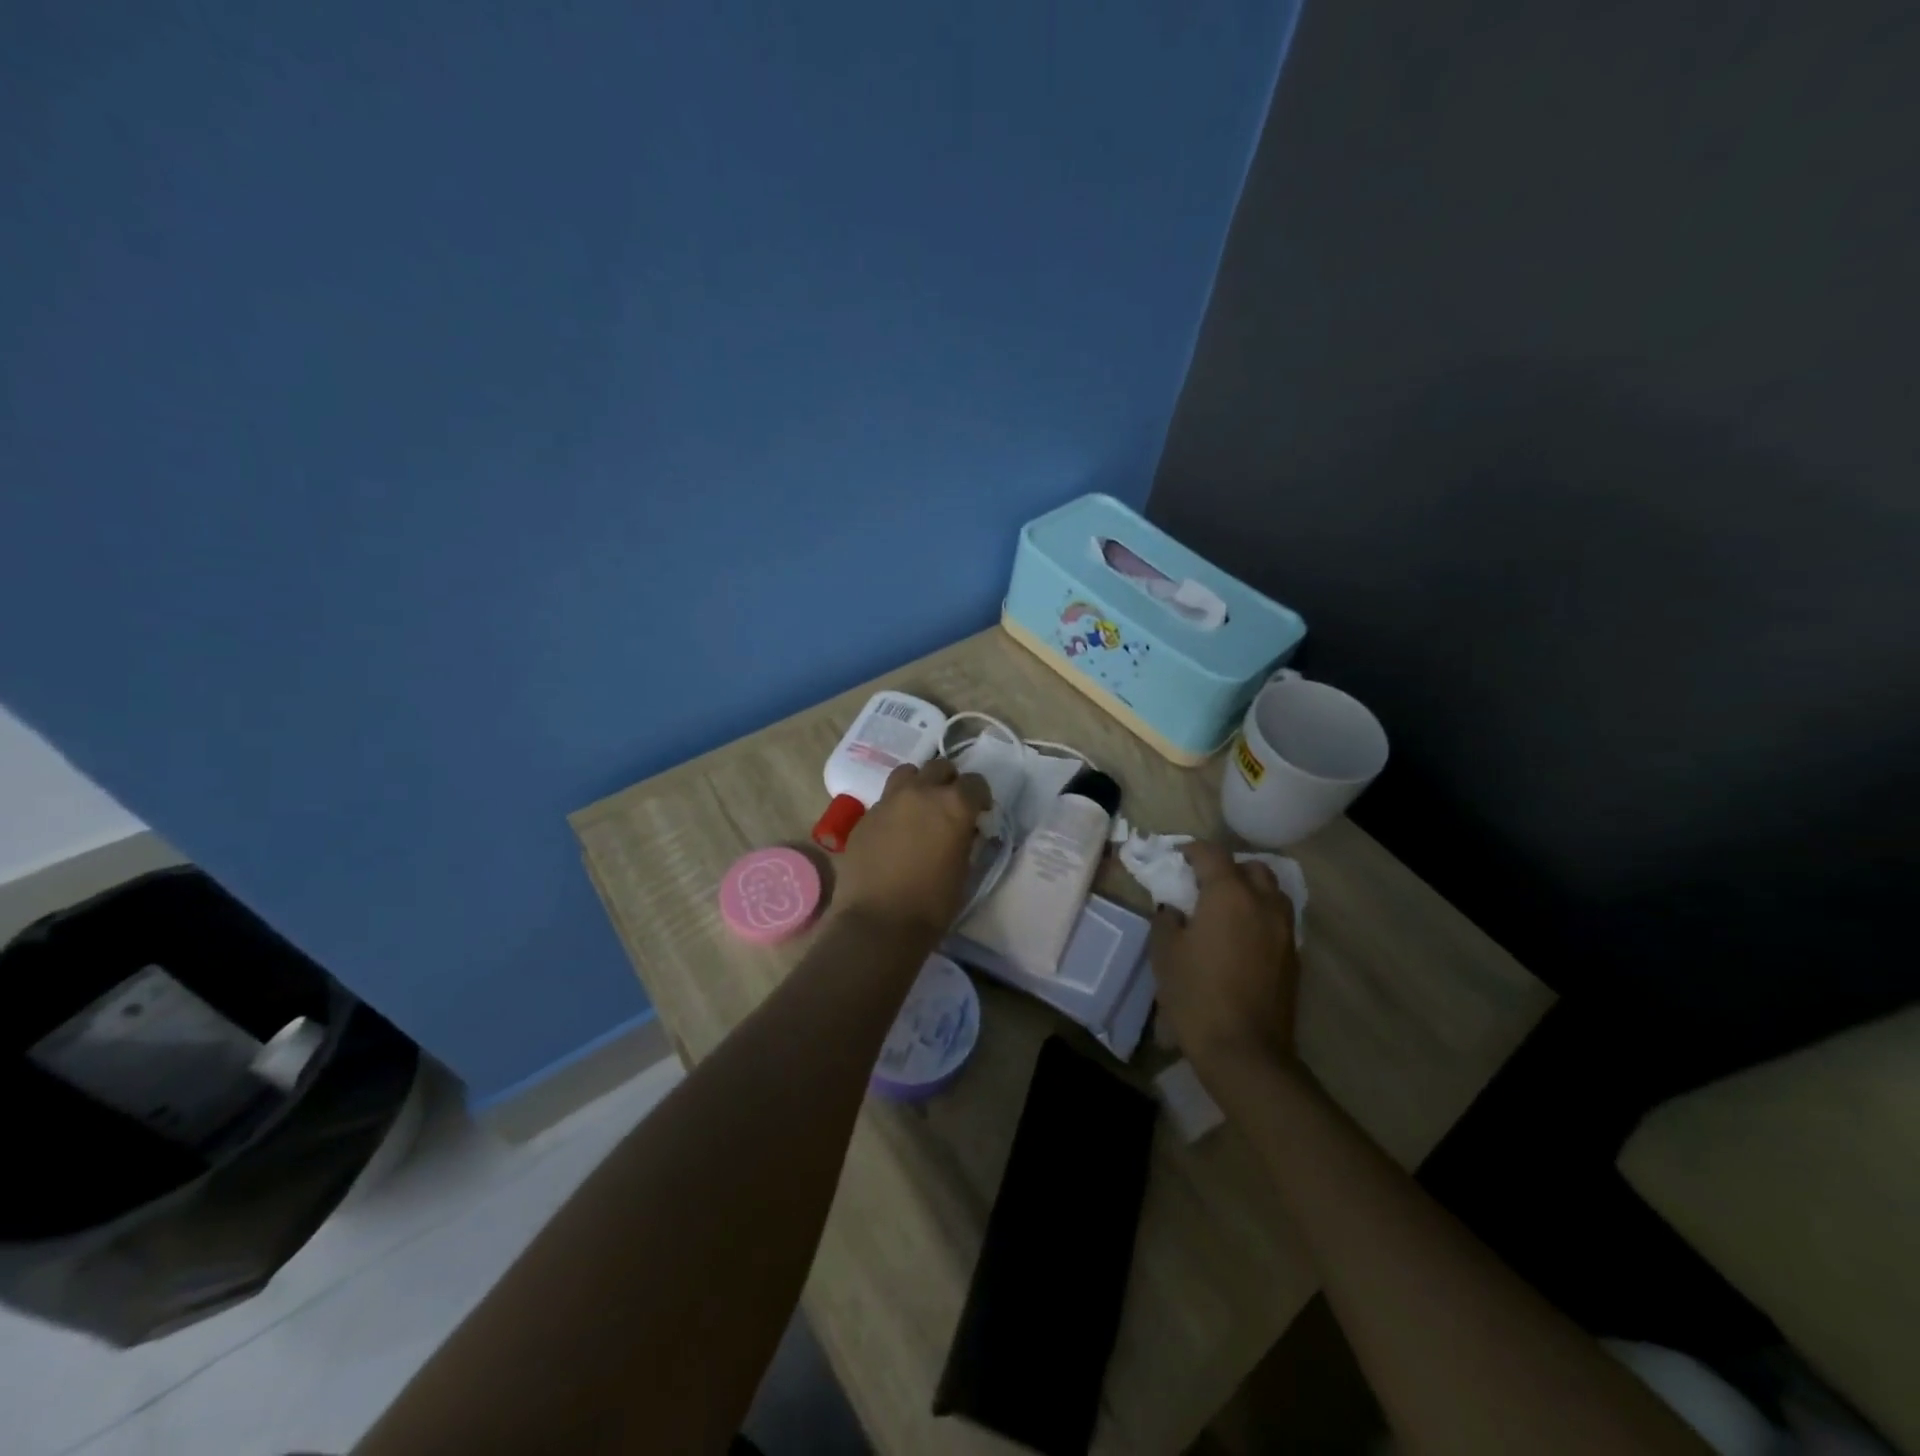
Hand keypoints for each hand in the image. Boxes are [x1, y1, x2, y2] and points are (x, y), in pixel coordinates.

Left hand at [834, 759, 991, 935]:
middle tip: (949, 805)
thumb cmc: (932, 903)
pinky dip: (895, 808)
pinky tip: (895, 832)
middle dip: (949, 782)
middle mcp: (921, 792)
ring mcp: (888, 801)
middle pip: (939, 767)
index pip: (975, 783)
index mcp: (953, 805)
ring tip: (920, 808)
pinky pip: (885, 800)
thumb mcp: (964, 870)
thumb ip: (965, 839)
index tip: (980, 812)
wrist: (878, 922)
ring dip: (918, 784)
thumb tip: (964, 829)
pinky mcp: (865, 816)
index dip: (980, 796)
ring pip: (908, 773)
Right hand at [1149, 841, 1301, 1075]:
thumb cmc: (1196, 994)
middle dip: (1227, 868)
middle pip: (1251, 868)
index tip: (1176, 858)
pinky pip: (1278, 920)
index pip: (1212, 854)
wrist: (1245, 1051)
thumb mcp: (1165, 953)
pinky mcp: (1293, 958)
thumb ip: (1167, 920)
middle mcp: (1263, 903)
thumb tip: (1174, 910)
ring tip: (1225, 910)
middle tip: (1203, 885)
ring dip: (1250, 891)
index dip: (1191, 850)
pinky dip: (1260, 917)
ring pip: (1271, 893)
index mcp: (1229, 894)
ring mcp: (1284, 931)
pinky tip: (1240, 939)